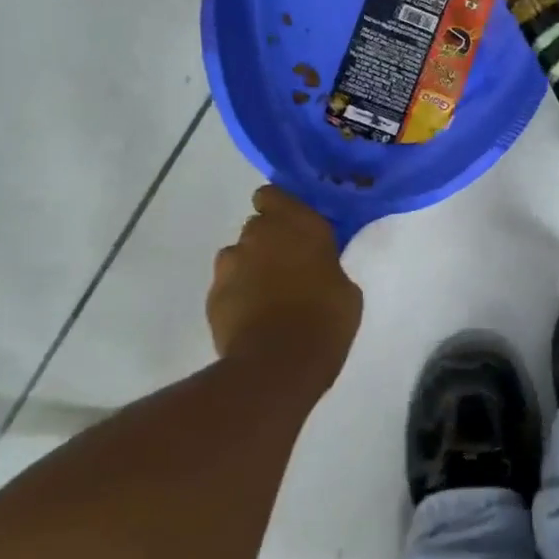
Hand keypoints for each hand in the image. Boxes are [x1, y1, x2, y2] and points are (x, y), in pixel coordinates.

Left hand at [208, 187, 361, 382]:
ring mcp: (231, 264)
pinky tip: (254, 318)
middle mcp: (260, 235)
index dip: (280, 209)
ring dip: (251, 267)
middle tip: (288, 266)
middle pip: (257, 225)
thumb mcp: (345, 288)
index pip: (273, 195)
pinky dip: (237, 295)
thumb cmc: (326, 320)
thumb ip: (326, 265)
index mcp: (298, 224)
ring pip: (238, 255)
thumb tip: (316, 268)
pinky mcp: (213, 295)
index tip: (293, 227)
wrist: (278, 363)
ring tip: (268, 296)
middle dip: (268, 241)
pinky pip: (227, 286)